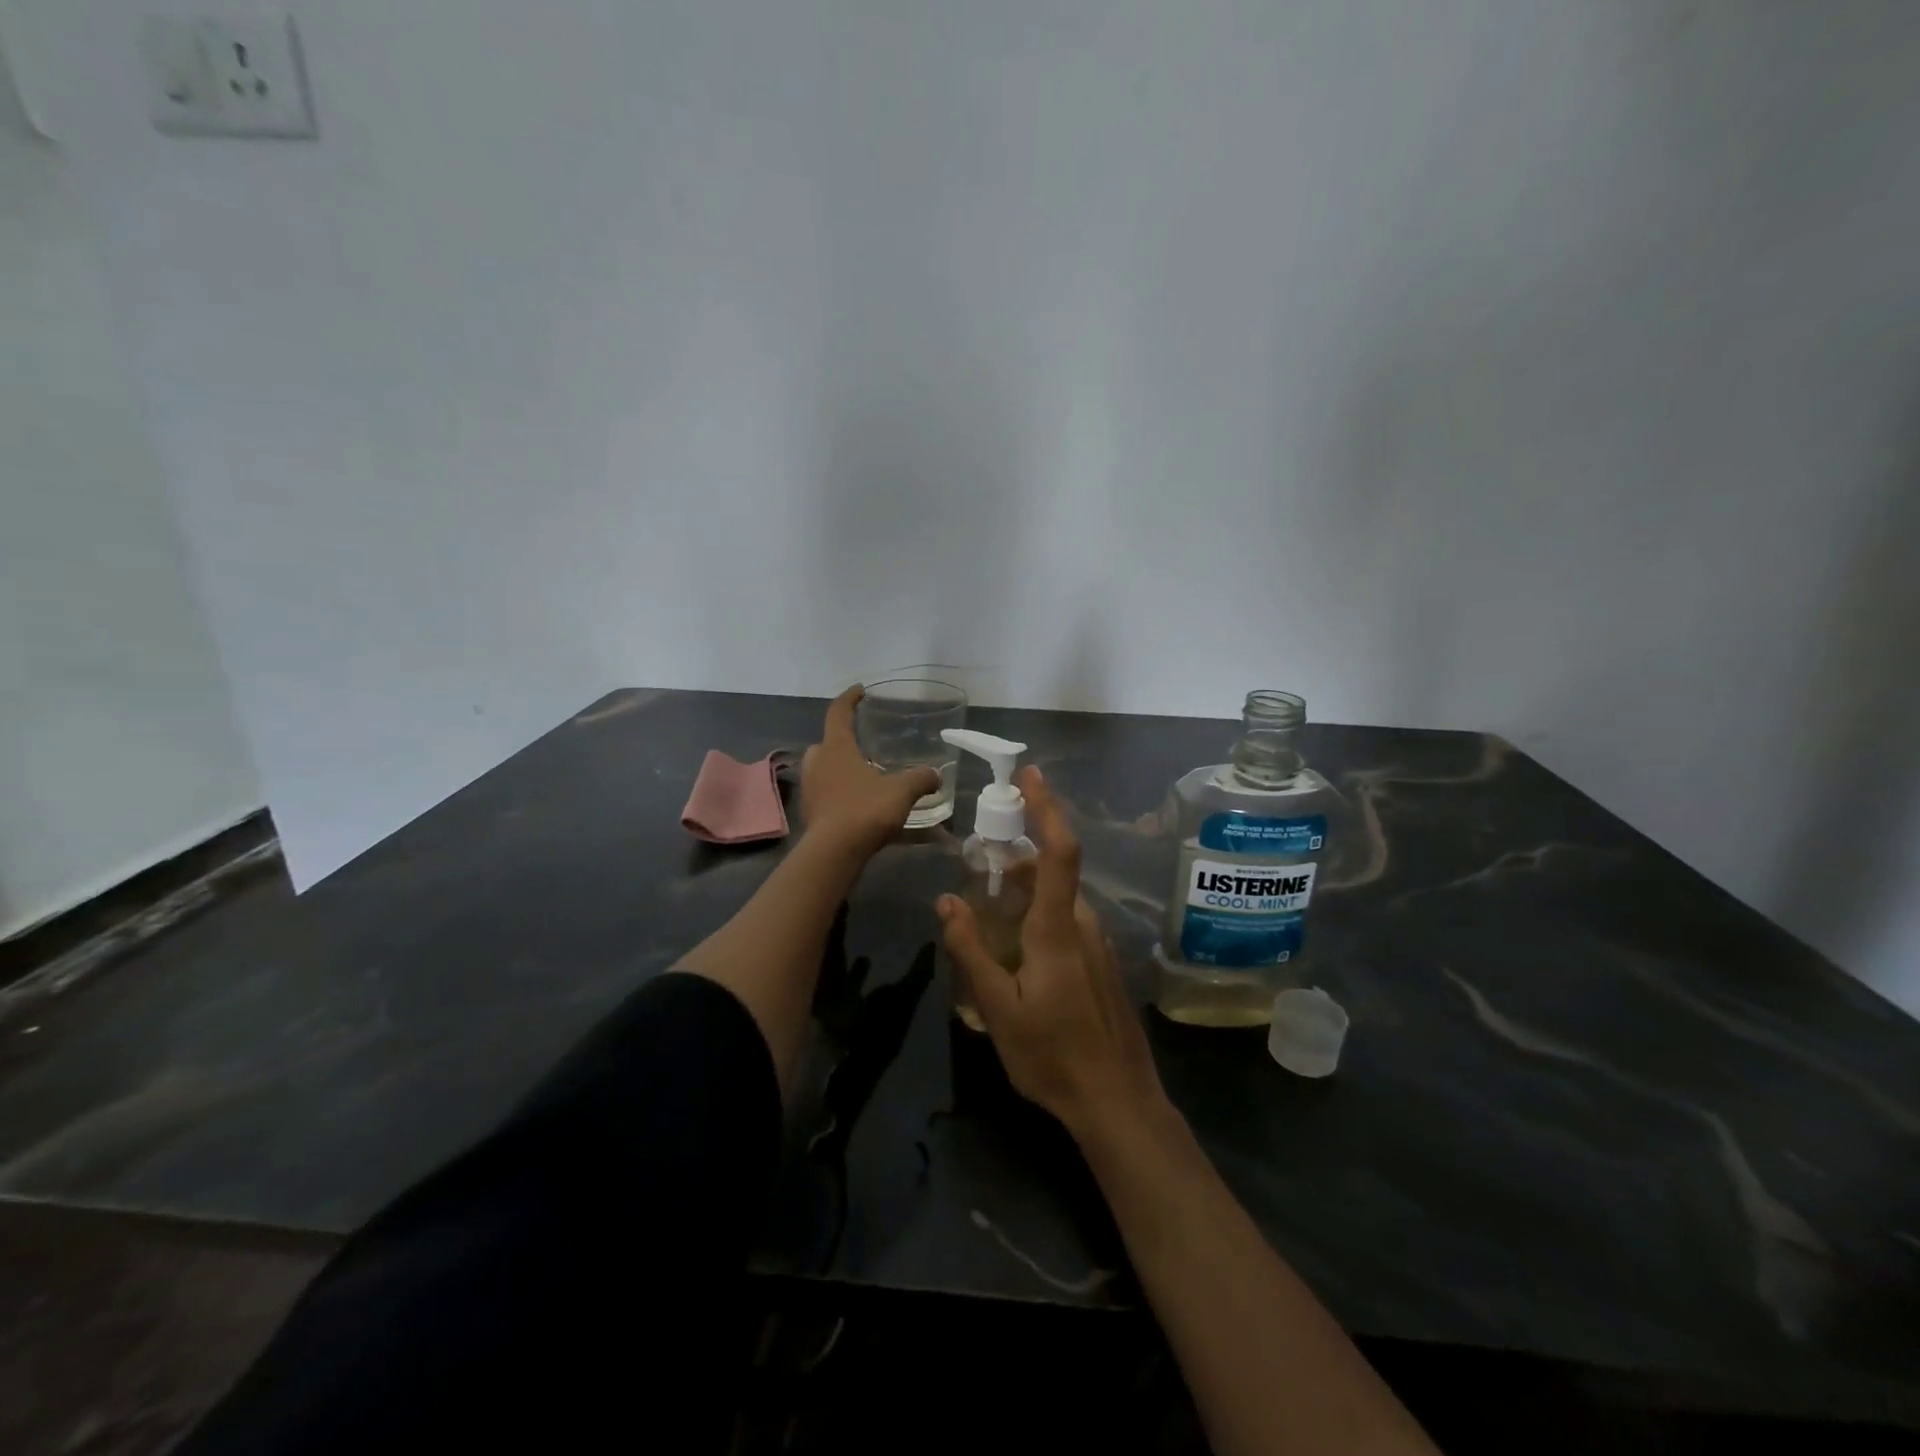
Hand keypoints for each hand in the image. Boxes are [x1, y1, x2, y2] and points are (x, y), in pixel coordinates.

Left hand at [800, 686, 941, 857]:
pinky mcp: (811, 812)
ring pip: (824, 769)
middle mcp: (817, 763)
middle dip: (842, 740)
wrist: (833, 853)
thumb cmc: (864, 810)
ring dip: (840, 768)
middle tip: (862, 744)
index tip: (860, 690)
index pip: (839, 712)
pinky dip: (840, 792)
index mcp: (836, 748)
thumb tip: (936, 775)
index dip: (850, 698)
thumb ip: (920, 779)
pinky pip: (826, 793)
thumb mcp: (900, 791)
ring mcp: (810, 789)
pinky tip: (860, 803)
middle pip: (827, 743)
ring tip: (865, 775)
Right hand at [937, 765, 1168, 1141]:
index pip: (1058, 852)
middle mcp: (1083, 925)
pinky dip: (1038, 916)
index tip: (1031, 775)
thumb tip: (946, 900)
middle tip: (976, 872)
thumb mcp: (997, 1008)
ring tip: (988, 917)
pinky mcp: (1101, 964)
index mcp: (1058, 929)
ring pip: (1057, 900)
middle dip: (1015, 861)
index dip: (1047, 808)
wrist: (1118, 1102)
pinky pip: (1067, 923)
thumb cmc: (1052, 1056)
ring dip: (1024, 893)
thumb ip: (970, 950)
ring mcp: (1097, 945)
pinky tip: (1016, 953)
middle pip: (1050, 874)